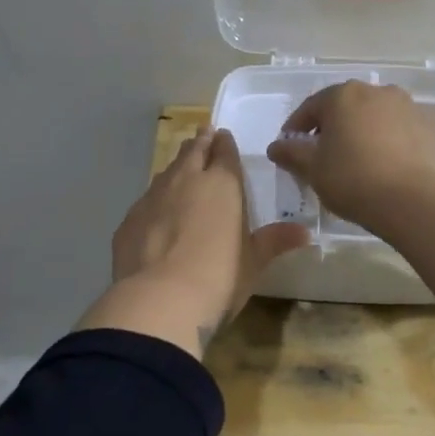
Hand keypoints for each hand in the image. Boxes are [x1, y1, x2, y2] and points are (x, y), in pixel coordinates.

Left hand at [79, 128, 309, 357]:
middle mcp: (186, 181)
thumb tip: (305, 233)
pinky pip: (146, 201)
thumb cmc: (219, 277)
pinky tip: (157, 211)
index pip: (224, 152)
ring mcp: (153, 198)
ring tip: (182, 166)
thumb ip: (274, 241)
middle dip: (200, 143)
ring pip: (167, 172)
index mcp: (222, 185)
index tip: (223, 135)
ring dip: (176, 167)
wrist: (158, 300)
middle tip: (203, 134)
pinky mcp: (129, 220)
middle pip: (192, 152)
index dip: (225, 143)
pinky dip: (155, 199)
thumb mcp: (253, 262)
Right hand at [266, 80, 434, 230]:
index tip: (290, 147)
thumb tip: (276, 146)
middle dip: (333, 126)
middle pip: (346, 107)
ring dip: (364, 130)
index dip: (297, 127)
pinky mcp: (431, 125)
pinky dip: (393, 138)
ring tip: (360, 157)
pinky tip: (390, 161)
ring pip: (376, 115)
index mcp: (342, 95)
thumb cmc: (353, 180)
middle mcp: (376, 90)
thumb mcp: (312, 169)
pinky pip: (403, 128)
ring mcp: (408, 105)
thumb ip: (291, 153)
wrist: (413, 201)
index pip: (311, 107)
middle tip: (325, 154)